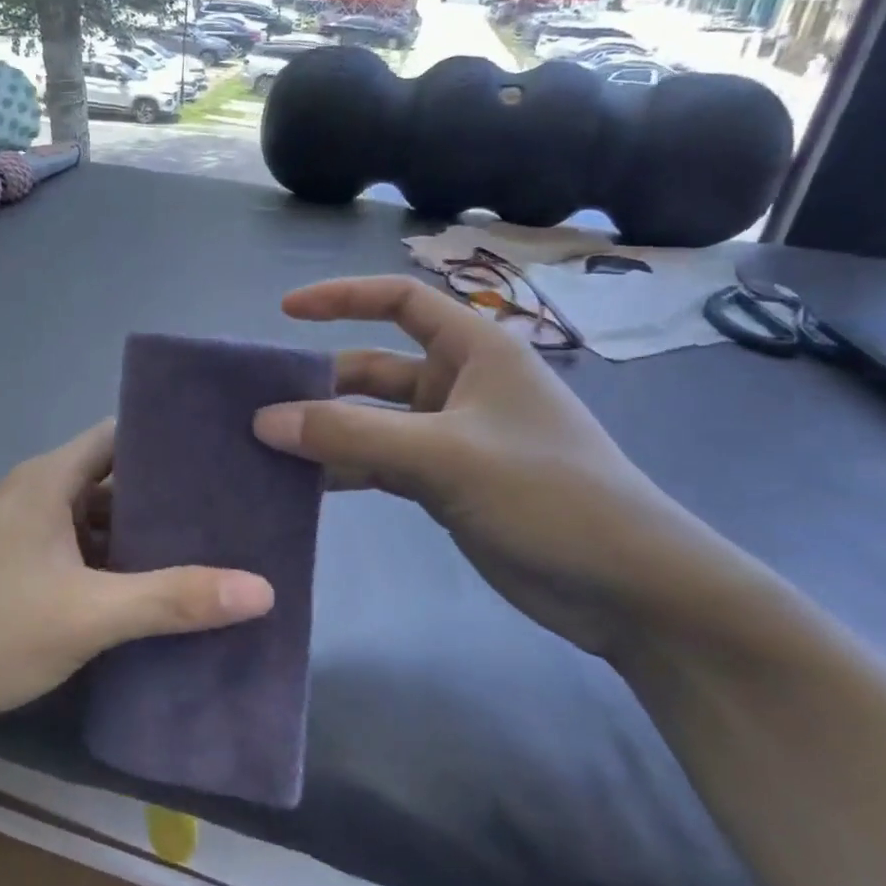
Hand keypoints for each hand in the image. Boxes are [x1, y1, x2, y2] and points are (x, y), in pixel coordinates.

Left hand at [0, 421, 273, 736]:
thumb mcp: (86, 615)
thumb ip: (172, 599)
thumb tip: (262, 588)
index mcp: (51, 478)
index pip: (123, 435)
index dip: (173, 442)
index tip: (225, 459)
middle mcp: (34, 493)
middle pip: (114, 480)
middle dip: (167, 499)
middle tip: (231, 516)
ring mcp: (18, 532)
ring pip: (93, 522)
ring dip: (138, 538)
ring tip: (204, 555)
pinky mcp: (9, 569)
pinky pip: (73, 553)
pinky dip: (109, 567)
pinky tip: (145, 595)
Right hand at [251, 276, 744, 656]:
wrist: (627, 588)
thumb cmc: (547, 495)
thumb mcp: (444, 456)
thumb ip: (350, 437)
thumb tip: (265, 420)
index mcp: (474, 351)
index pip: (400, 300)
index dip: (342, 298)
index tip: (284, 311)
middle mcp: (459, 385)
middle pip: (374, 368)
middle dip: (320, 383)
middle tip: (259, 406)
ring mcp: (452, 438)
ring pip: (372, 422)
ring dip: (327, 433)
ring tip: (266, 449)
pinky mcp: (446, 483)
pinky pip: (380, 464)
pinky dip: (345, 470)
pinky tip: (304, 487)